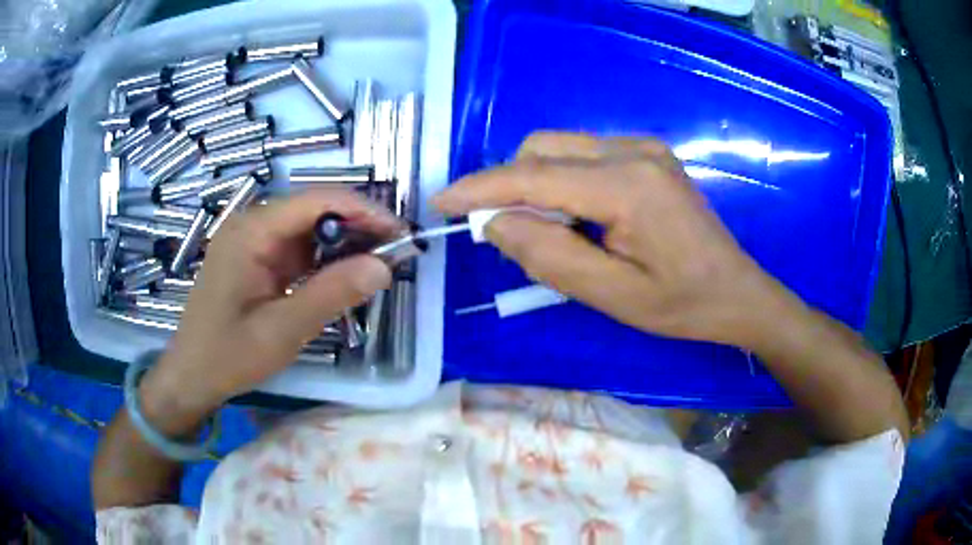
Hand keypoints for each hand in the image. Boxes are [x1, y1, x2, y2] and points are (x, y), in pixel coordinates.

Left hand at [140, 189, 400, 426]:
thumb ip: (332, 294)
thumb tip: (384, 266)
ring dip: (343, 243)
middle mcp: (251, 224)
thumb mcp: (283, 330)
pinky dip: (324, 260)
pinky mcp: (255, 259)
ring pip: (308, 229)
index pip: (317, 200)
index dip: (364, 210)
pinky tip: (344, 275)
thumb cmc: (228, 355)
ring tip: (377, 263)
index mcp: (252, 231)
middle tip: (395, 252)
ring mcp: (252, 241)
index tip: (400, 233)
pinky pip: (296, 249)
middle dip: (357, 226)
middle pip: (314, 210)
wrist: (191, 375)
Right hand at [434, 132, 800, 349]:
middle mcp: (633, 150)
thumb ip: (549, 255)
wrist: (737, 292)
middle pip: (543, 148)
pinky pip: (584, 154)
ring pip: (560, 147)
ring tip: (548, 230)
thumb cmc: (681, 305)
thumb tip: (496, 222)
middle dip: (510, 184)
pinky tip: (578, 216)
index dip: (481, 188)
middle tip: (505, 232)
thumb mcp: (612, 296)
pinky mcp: (648, 153)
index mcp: (627, 186)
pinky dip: (562, 180)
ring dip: (536, 182)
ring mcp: (643, 147)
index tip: (442, 201)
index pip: (534, 176)